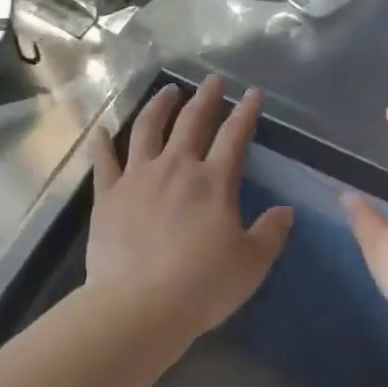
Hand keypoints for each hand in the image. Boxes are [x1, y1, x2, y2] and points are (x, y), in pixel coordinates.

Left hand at [84, 76, 294, 338]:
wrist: (139, 306)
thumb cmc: (202, 286)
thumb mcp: (251, 263)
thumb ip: (271, 233)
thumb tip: (286, 211)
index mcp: (213, 181)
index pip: (235, 136)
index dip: (246, 112)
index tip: (253, 94)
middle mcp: (176, 167)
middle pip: (192, 122)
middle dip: (205, 98)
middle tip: (211, 81)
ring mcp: (138, 177)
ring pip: (147, 129)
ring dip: (159, 106)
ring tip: (167, 91)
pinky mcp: (108, 194)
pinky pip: (104, 160)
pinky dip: (102, 142)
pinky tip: (101, 129)